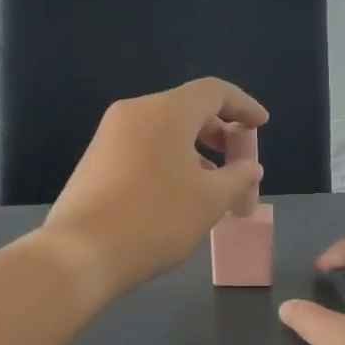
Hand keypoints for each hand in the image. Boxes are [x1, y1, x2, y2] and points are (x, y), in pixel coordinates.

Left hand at [41, 77, 267, 299]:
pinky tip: (179, 194)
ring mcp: (109, 135)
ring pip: (164, 131)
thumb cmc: (156, 219)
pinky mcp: (96, 159)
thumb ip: (238, 177)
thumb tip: (250, 167)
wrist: (82, 252)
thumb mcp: (210, 201)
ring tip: (214, 187)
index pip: (214, 91)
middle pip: (188, 109)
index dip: (243, 106)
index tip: (262, 125)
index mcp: (166, 111)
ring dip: (195, 152)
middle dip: (220, 133)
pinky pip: (144, 148)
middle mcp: (135, 112)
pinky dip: (170, 161)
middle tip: (239, 162)